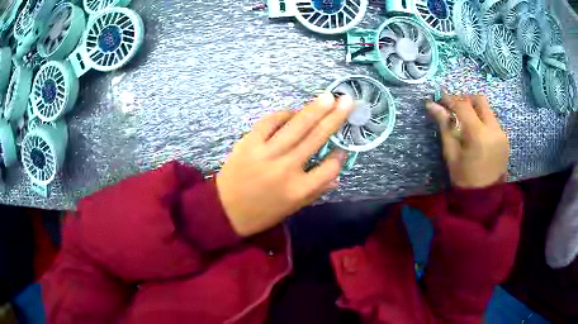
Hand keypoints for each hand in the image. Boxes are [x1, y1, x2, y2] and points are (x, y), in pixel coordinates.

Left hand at [217, 93, 353, 236]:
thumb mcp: (293, 208)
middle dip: (334, 118)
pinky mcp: (248, 143)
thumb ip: (317, 190)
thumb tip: (337, 170)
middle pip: (316, 138)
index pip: (329, 168)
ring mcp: (266, 153)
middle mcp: (286, 169)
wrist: (225, 211)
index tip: (342, 149)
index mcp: (299, 190)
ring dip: (314, 109)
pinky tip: (293, 111)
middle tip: (347, 100)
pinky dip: (283, 114)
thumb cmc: (262, 213)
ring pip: (296, 126)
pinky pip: (269, 122)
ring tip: (328, 97)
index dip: (338, 158)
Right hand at [426, 93, 508, 188]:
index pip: (463, 106)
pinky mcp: (505, 139)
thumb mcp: (451, 154)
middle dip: (465, 100)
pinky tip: (476, 133)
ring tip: (465, 122)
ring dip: (475, 110)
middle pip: (480, 100)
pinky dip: (483, 121)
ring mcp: (502, 134)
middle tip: (455, 108)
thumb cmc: (464, 179)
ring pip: (488, 110)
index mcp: (478, 135)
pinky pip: (493, 121)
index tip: (440, 98)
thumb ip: (445, 126)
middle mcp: (494, 130)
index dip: (450, 99)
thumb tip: (432, 105)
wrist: (484, 198)